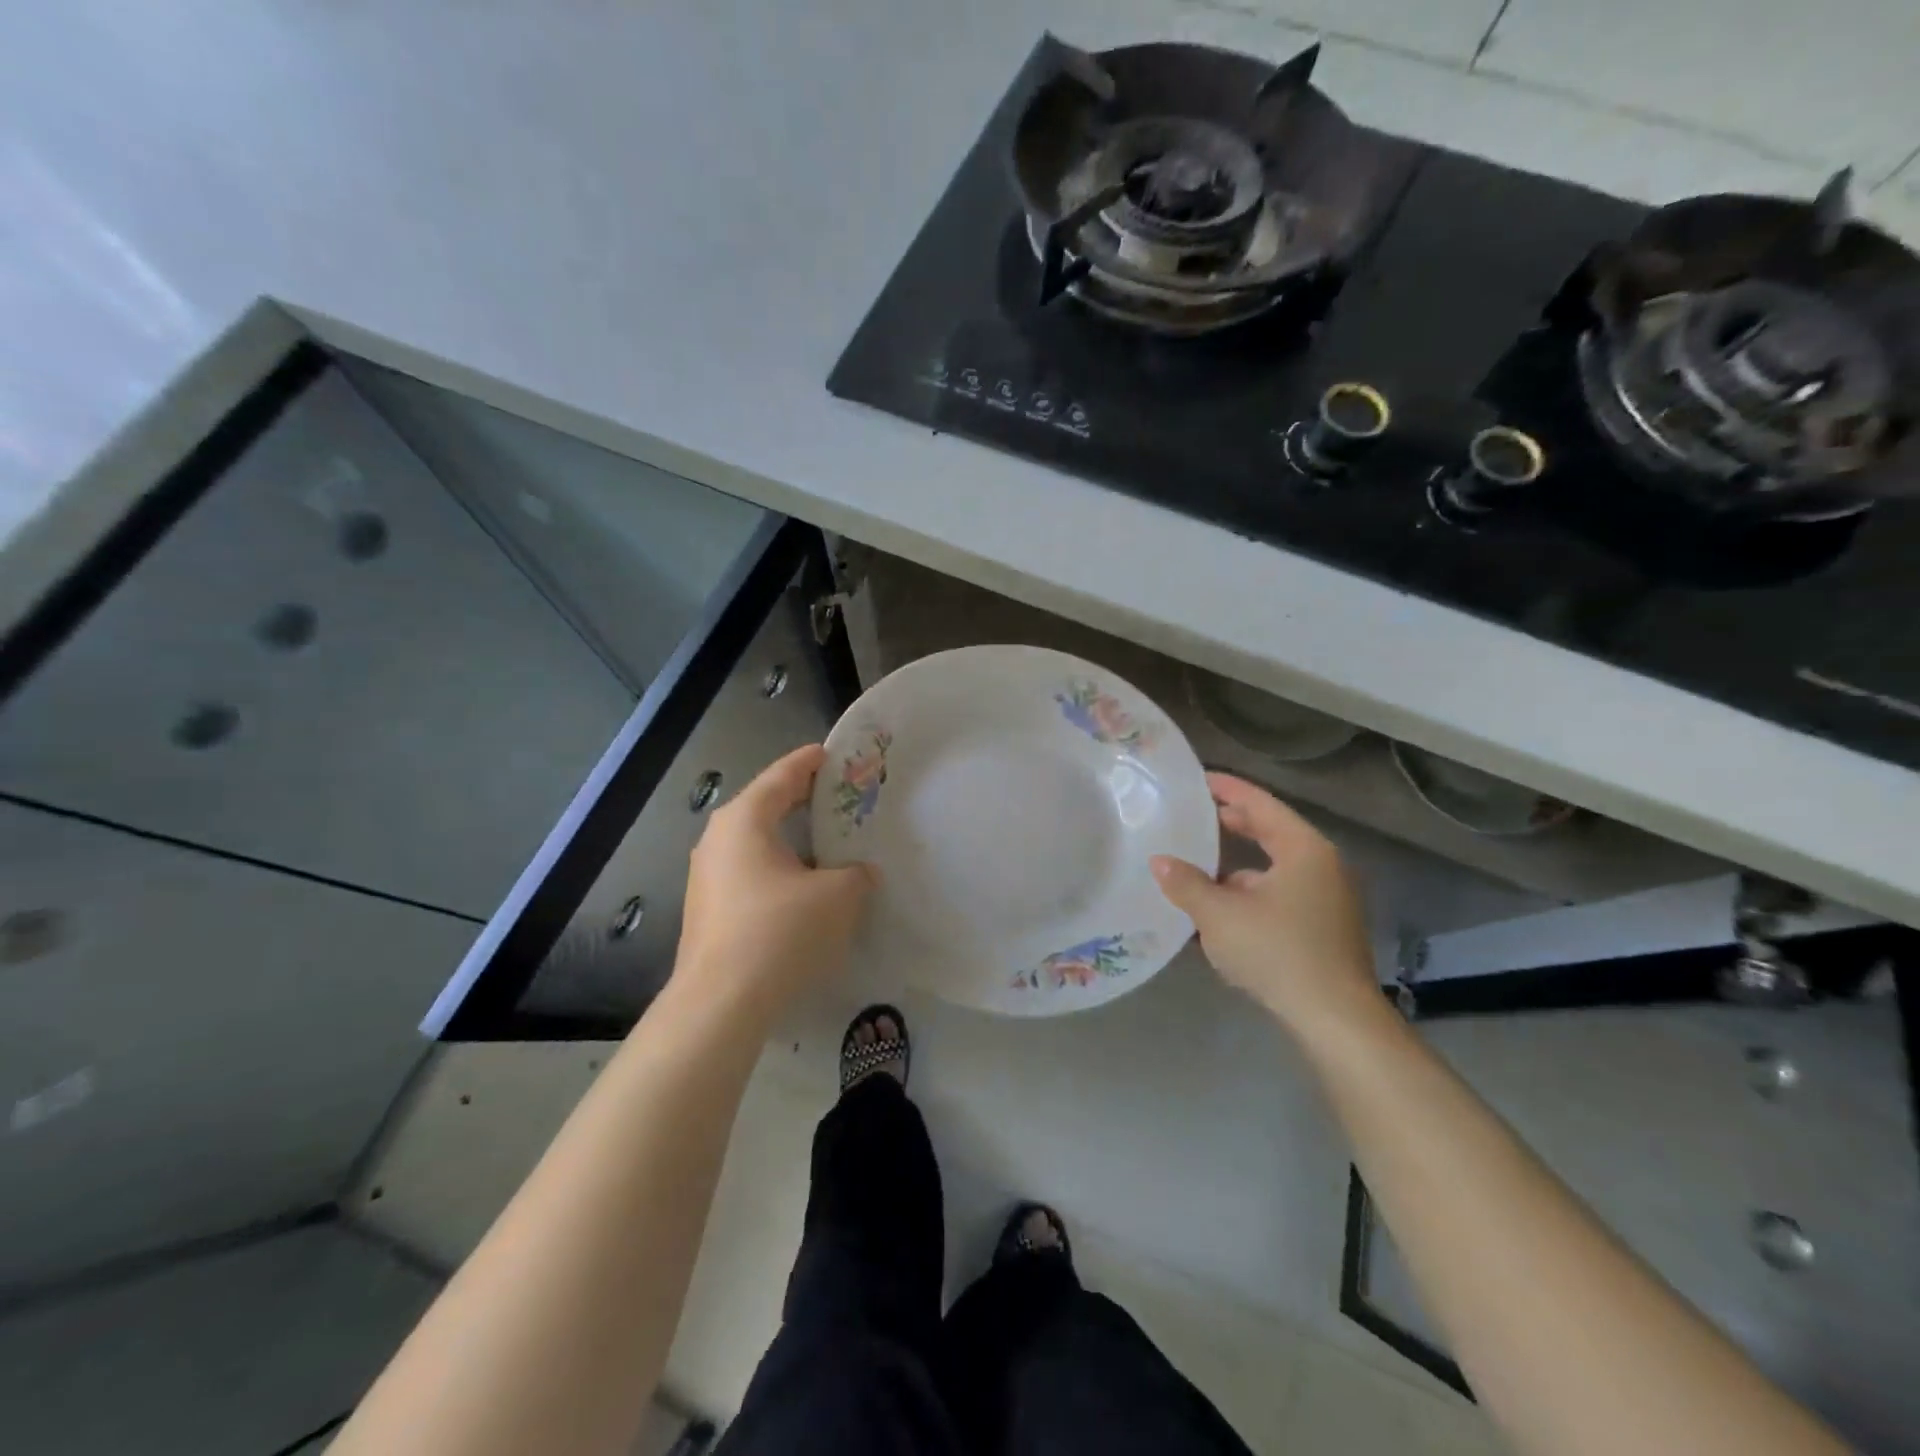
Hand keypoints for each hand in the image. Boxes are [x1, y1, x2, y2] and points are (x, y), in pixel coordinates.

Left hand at [674, 745, 875, 1020]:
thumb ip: (856, 873)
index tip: (834, 754)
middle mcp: (718, 839)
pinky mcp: (708, 911)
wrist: (721, 1004)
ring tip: (828, 844)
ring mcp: (707, 877)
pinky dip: (779, 870)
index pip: (783, 775)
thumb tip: (858, 873)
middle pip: (766, 806)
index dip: (811, 762)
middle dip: (803, 801)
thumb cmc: (780, 932)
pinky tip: (804, 889)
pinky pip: (750, 874)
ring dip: (792, 841)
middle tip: (840, 799)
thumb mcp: (839, 895)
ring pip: (757, 844)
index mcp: (745, 819)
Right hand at [1151, 773, 1381, 1042]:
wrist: (1335, 1019)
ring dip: (1238, 865)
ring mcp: (1328, 899)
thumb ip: (1186, 884)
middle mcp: (1322, 866)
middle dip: (1232, 824)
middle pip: (1271, 832)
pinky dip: (1251, 892)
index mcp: (1304, 849)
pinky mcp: (1325, 929)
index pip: (1260, 804)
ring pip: (1274, 868)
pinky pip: (1281, 894)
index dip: (1227, 788)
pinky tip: (1222, 910)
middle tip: (1194, 815)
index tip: (1198, 779)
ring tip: (1198, 866)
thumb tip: (1159, 862)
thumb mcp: (1219, 915)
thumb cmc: (1277, 952)